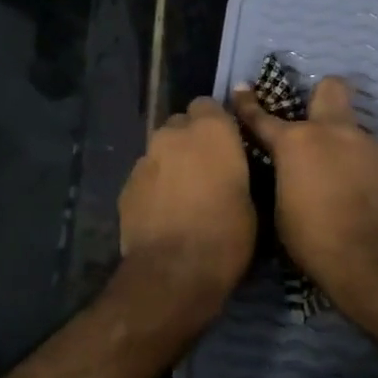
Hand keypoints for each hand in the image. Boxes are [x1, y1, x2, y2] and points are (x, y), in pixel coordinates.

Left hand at [118, 97, 254, 312]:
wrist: (174, 273)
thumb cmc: (226, 235)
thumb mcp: (251, 201)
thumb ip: (236, 170)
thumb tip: (229, 170)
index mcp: (211, 131)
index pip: (209, 105)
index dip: (216, 123)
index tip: (227, 145)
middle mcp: (173, 135)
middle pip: (181, 125)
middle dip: (191, 140)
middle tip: (205, 170)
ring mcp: (145, 159)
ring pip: (160, 151)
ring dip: (171, 164)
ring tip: (183, 195)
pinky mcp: (126, 185)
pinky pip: (146, 176)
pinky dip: (155, 187)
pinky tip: (164, 213)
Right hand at [232, 76, 377, 312]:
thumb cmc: (316, 240)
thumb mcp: (281, 213)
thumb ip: (285, 180)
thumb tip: (291, 175)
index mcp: (296, 143)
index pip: (263, 117)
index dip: (249, 104)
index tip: (243, 89)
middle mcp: (334, 132)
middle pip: (330, 88)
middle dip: (321, 96)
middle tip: (315, 120)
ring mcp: (370, 144)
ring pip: (353, 132)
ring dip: (344, 148)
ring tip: (341, 183)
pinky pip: (372, 158)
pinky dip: (364, 171)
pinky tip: (364, 198)